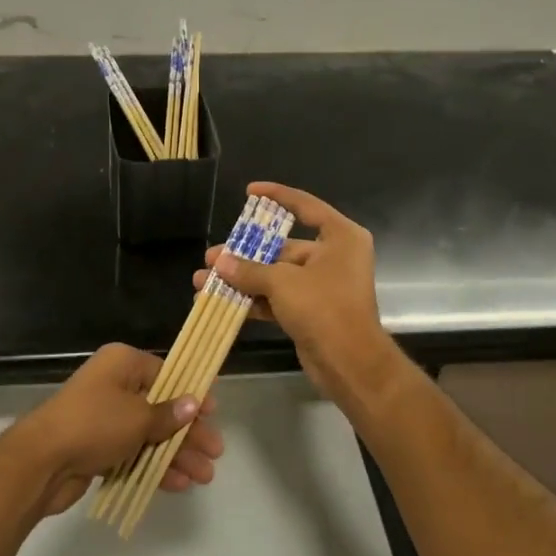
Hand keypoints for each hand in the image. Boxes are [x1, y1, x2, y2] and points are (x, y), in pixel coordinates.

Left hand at [9, 344, 223, 518]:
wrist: (41, 461)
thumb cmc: (94, 424)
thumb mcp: (138, 417)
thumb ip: (168, 414)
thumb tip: (192, 404)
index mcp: (123, 363)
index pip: (166, 373)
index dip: (190, 393)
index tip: (212, 413)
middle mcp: (114, 385)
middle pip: (160, 407)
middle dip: (188, 432)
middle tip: (215, 453)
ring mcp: (104, 418)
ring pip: (149, 433)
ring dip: (176, 453)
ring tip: (204, 476)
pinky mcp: (97, 447)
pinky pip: (133, 453)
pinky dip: (154, 466)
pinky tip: (178, 483)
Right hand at [193, 181, 401, 408]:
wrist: (350, 365)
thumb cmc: (324, 308)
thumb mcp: (282, 282)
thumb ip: (248, 270)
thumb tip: (219, 262)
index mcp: (340, 237)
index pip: (305, 205)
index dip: (277, 195)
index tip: (250, 191)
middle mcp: (334, 256)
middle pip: (283, 247)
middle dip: (245, 254)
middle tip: (212, 256)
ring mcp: (323, 285)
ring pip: (276, 275)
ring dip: (242, 279)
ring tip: (205, 281)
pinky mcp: (312, 311)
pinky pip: (278, 297)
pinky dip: (253, 300)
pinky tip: (222, 303)